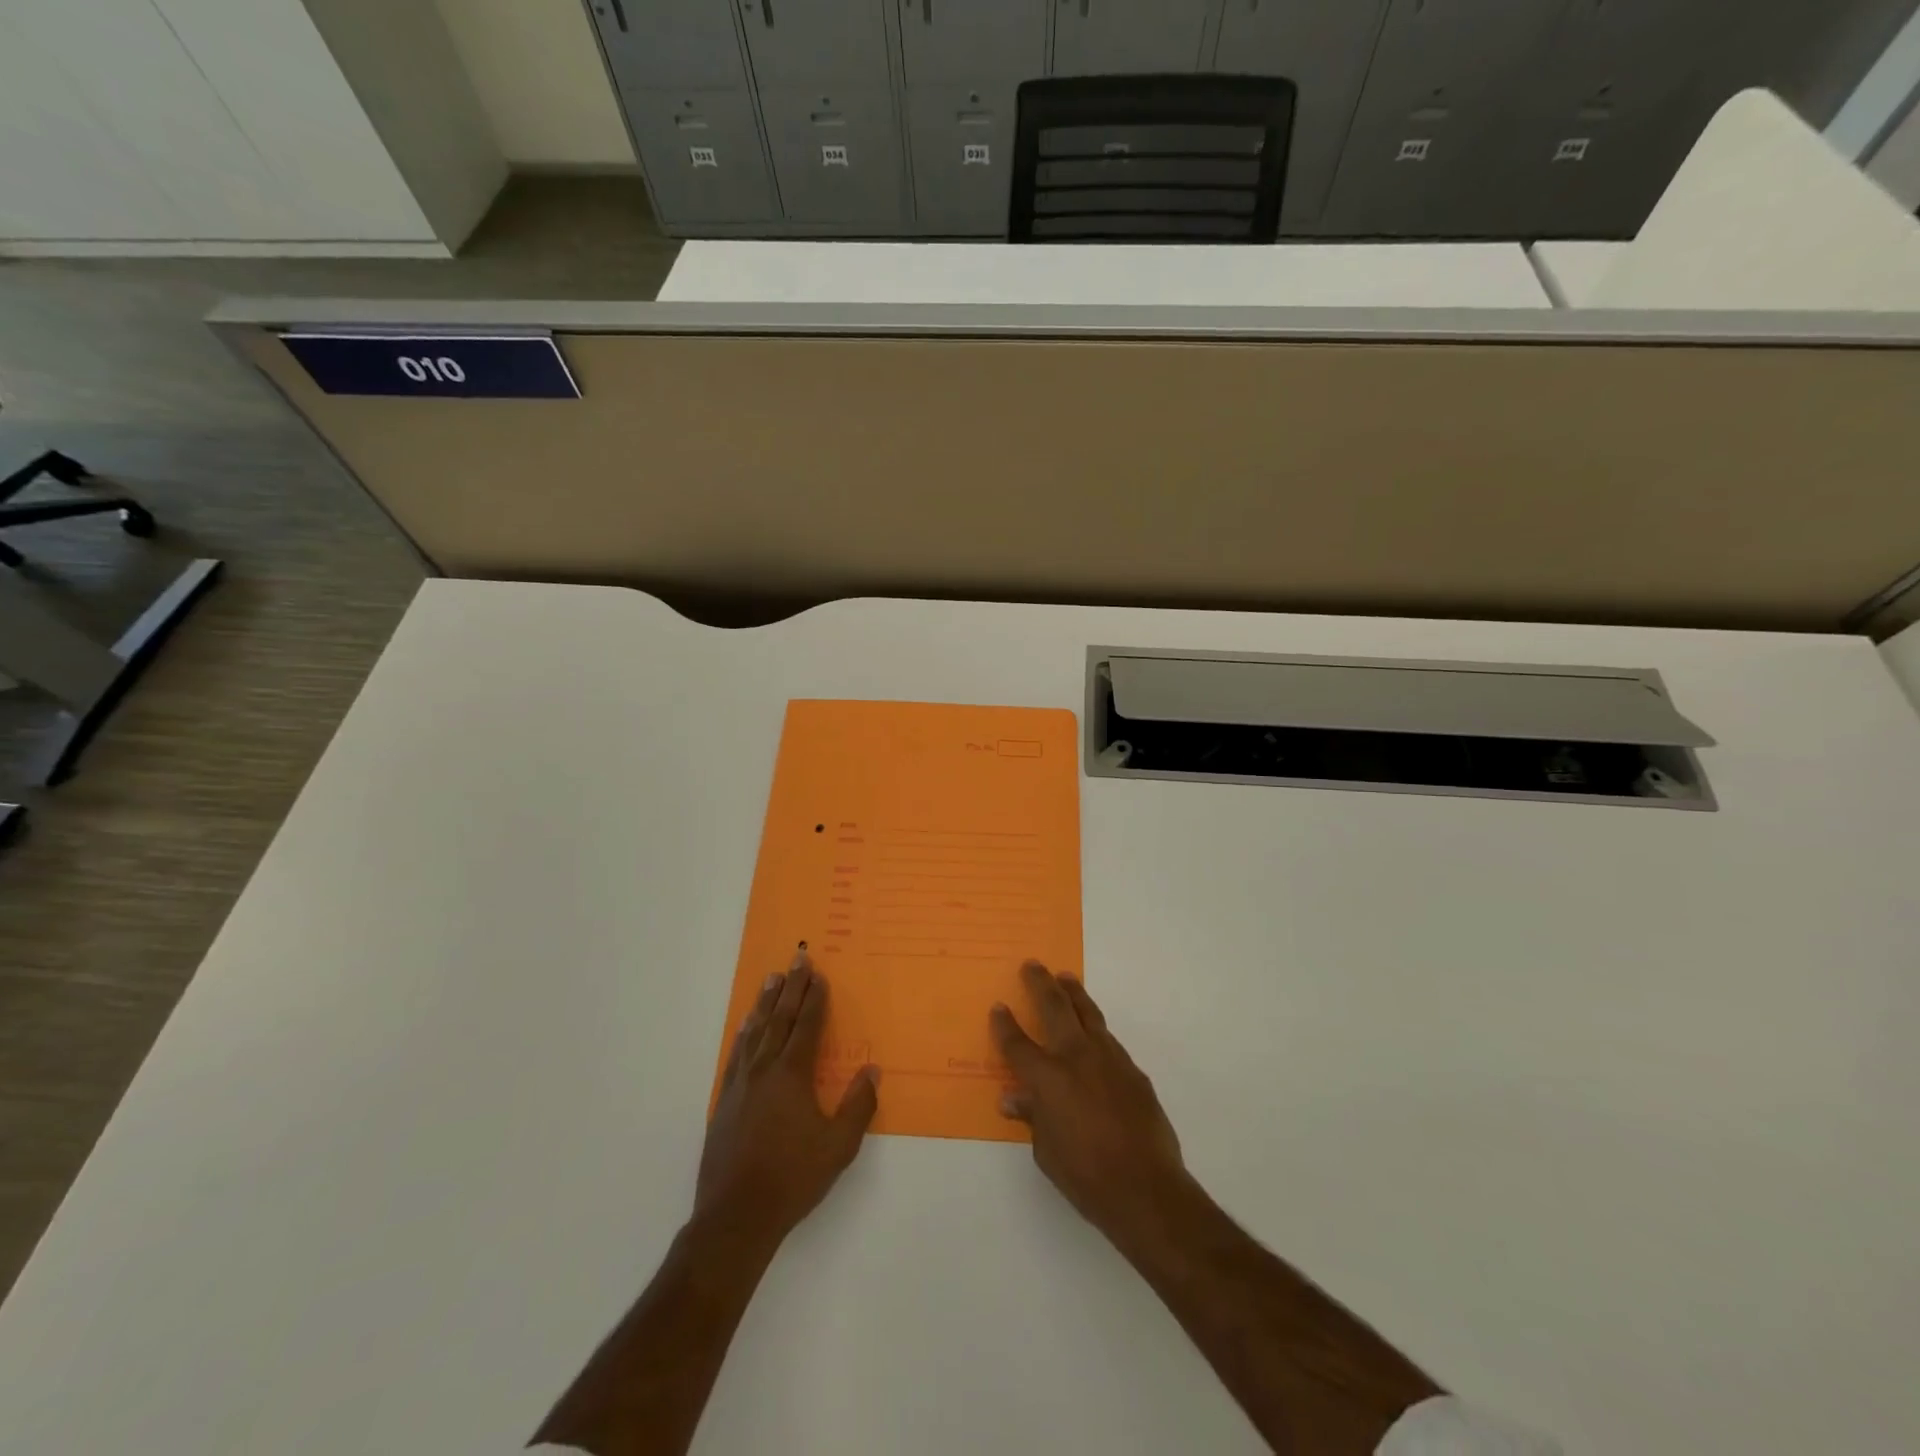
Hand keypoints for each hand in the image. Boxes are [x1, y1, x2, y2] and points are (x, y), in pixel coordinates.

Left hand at [696, 955, 879, 1248]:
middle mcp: (764, 1069)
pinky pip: (737, 1053)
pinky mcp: (725, 1101)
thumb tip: (872, 1070)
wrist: (736, 1215)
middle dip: (791, 988)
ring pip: (755, 1031)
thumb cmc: (793, 1178)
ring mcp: (741, 1084)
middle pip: (780, 1019)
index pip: (806, 1025)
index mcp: (792, 1074)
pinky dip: (744, 1033)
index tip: (818, 975)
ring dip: (766, 1003)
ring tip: (771, 979)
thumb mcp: (838, 1146)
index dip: (814, 999)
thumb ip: (858, 1105)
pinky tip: (746, 1026)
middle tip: (797, 959)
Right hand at [991, 961, 1190, 1250]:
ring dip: (1074, 994)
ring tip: (1066, 978)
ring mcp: (1109, 1059)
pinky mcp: (1133, 1070)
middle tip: (1033, 965)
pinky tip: (1094, 1032)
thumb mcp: (1046, 1152)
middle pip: (1054, 1008)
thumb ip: (1032, 1117)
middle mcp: (1076, 1057)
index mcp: (1047, 1078)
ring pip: (1087, 1014)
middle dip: (1040, 984)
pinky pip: (1108, 1039)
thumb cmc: (1086, 1176)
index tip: (998, 1007)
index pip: (1017, 1044)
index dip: (1004, 1025)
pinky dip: (1096, 1029)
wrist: (1147, 1187)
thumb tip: (1013, 1098)